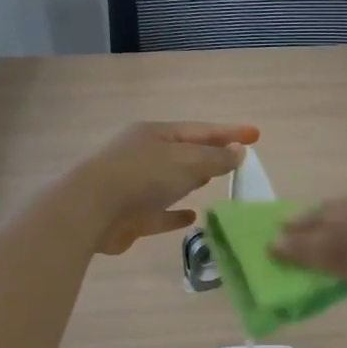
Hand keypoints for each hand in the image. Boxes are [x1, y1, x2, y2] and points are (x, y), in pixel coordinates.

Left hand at [73, 121, 257, 254]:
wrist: (90, 210)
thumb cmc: (142, 176)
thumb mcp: (187, 161)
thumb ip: (216, 158)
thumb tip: (239, 152)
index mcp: (155, 133)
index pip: (201, 130)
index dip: (230, 132)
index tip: (256, 135)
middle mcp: (144, 155)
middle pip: (184, 152)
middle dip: (209, 154)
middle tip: (235, 158)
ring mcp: (134, 185)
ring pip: (170, 181)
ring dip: (192, 181)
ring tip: (214, 183)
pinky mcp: (130, 216)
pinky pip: (160, 212)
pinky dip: (176, 214)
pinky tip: (192, 217)